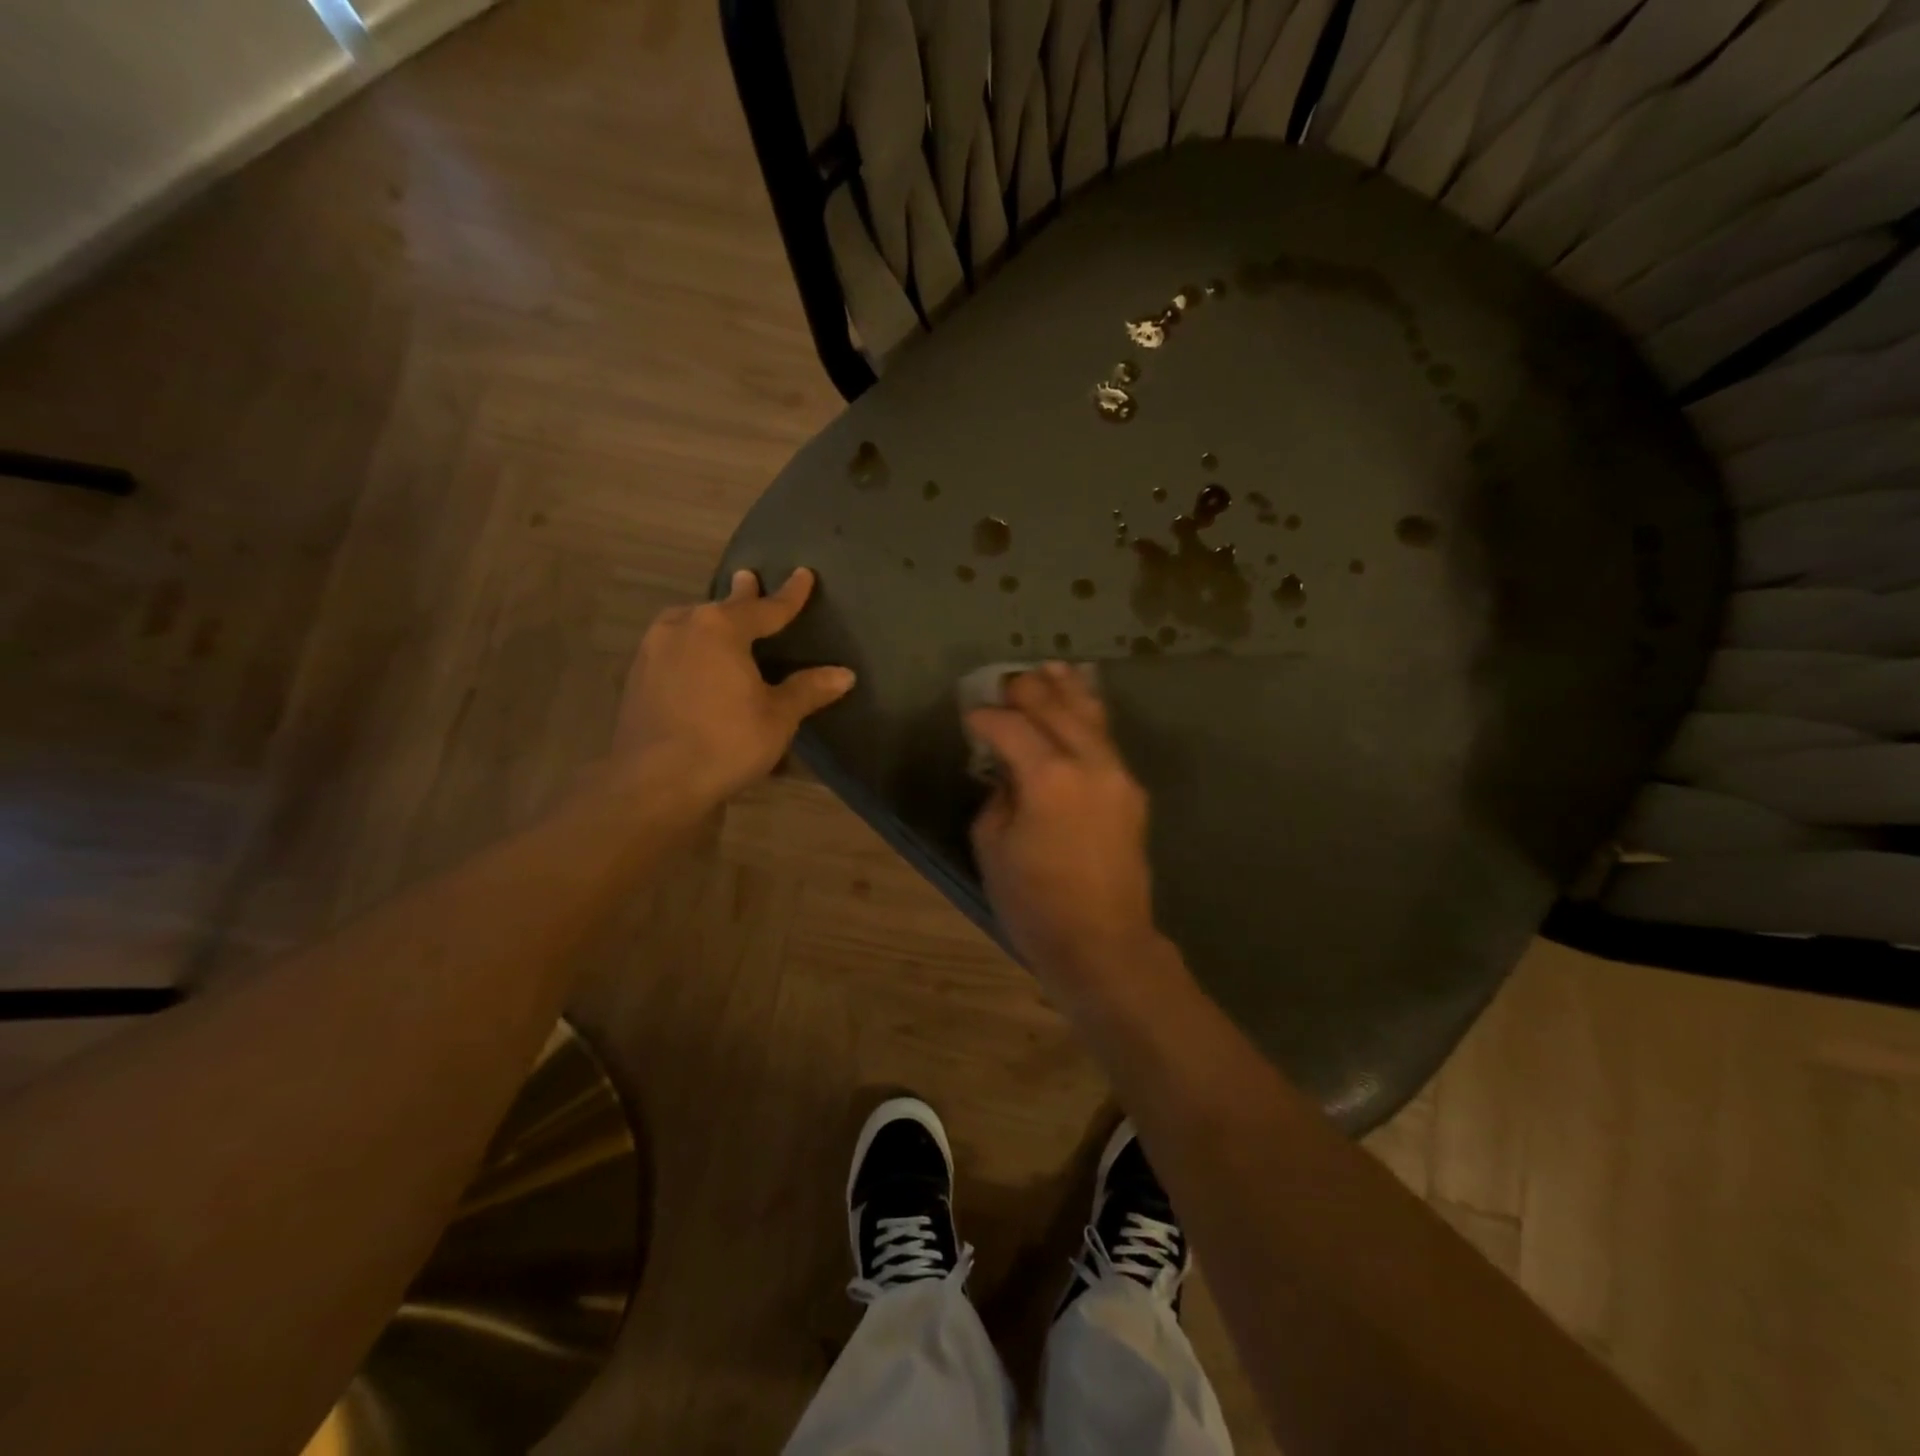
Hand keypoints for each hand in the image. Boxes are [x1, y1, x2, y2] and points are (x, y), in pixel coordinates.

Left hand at [610, 568, 853, 808]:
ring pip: (688, 623)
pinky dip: (690, 645)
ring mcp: (654, 651)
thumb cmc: (726, 742)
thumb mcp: (777, 717)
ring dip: (708, 620)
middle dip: (741, 597)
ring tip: (717, 620)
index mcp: (721, 629)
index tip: (803, 575)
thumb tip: (845, 674)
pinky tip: (693, 659)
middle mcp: (684, 628)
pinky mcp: (637, 677)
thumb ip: (808, 690)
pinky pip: (672, 647)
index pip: (766, 608)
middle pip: (721, 608)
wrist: (654, 781)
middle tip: (749, 580)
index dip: (790, 595)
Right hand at [967, 663, 1161, 987]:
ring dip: (1067, 689)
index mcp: (1048, 777)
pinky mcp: (1131, 791)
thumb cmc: (1035, 903)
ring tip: (1051, 667)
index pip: (1011, 727)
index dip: (985, 718)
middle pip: (1055, 708)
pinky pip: (1107, 739)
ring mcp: (1117, 774)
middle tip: (1006, 682)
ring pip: (1091, 715)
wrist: (1103, 943)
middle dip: (1027, 691)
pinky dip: (1090, 715)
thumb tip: (1008, 774)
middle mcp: (1088, 763)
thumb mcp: (993, 848)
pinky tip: (1082, 702)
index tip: (970, 717)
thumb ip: (998, 796)